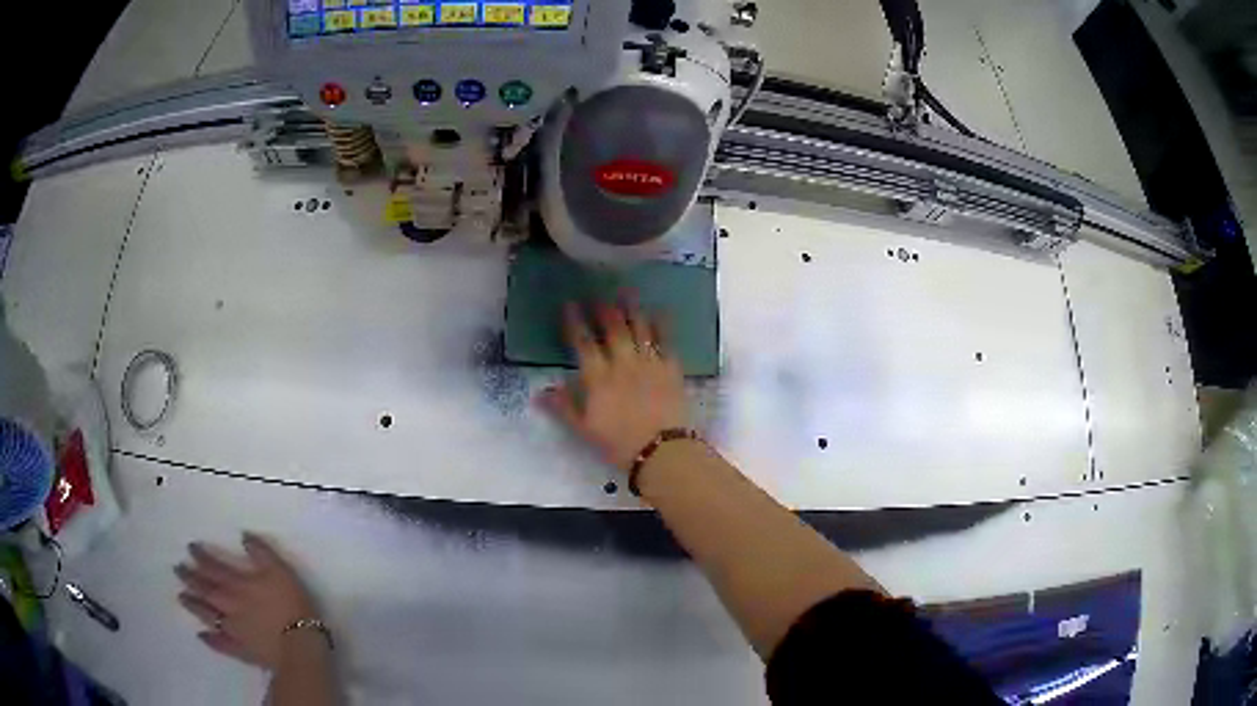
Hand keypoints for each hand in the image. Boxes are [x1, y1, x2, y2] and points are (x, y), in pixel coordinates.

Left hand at [175, 533, 319, 669]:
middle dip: (189, 577)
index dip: (200, 556)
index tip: (190, 548)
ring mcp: (232, 629)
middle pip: (204, 589)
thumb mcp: (281, 571)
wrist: (298, 646)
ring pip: (207, 614)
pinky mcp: (240, 649)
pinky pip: (220, 644)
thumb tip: (243, 535)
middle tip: (177, 569)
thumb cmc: (291, 606)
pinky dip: (209, 639)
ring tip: (181, 597)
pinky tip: (201, 636)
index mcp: (237, 584)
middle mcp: (228, 604)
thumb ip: (261, 552)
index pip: (213, 566)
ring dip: (193, 605)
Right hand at [539, 301, 686, 470]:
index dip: (575, 322)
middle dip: (604, 309)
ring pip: (639, 328)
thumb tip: (540, 392)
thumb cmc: (619, 444)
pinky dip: (661, 324)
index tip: (569, 304)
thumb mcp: (584, 430)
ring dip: (631, 308)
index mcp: (597, 378)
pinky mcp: (671, 368)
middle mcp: (622, 363)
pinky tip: (659, 312)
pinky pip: (666, 340)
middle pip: (612, 329)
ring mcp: (649, 363)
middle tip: (598, 295)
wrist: (661, 450)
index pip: (583, 343)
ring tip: (626, 291)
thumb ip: (563, 407)